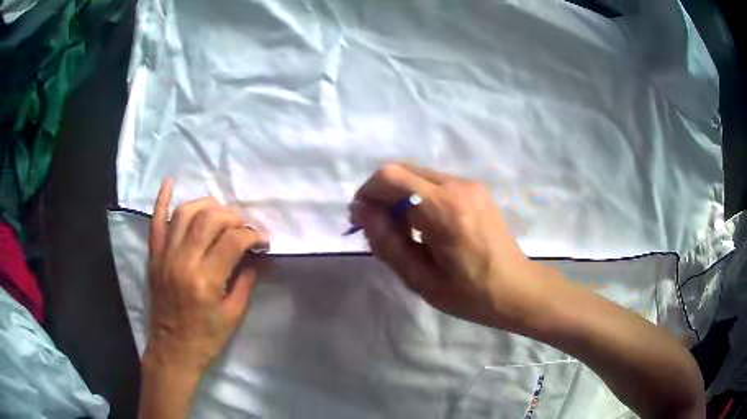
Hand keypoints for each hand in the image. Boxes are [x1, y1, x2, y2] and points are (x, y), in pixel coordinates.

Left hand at [142, 178, 268, 389]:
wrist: (173, 351)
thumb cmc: (206, 338)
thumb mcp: (234, 315)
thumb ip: (246, 280)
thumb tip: (257, 255)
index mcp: (206, 280)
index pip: (233, 241)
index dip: (253, 235)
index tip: (263, 239)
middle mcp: (183, 261)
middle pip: (210, 220)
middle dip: (233, 217)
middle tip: (244, 226)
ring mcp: (165, 256)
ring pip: (185, 213)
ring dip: (207, 205)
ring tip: (220, 212)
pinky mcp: (154, 256)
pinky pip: (156, 222)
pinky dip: (162, 200)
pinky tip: (170, 182)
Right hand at [351, 163, 541, 329]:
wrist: (516, 288)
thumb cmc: (469, 294)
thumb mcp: (419, 279)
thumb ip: (387, 243)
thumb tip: (363, 212)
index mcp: (444, 210)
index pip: (390, 177)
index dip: (368, 194)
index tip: (363, 220)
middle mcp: (458, 186)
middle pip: (402, 170)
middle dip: (382, 195)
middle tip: (381, 229)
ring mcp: (470, 184)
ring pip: (417, 175)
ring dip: (400, 196)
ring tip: (405, 232)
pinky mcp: (476, 189)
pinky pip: (434, 183)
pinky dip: (418, 197)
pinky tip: (426, 226)